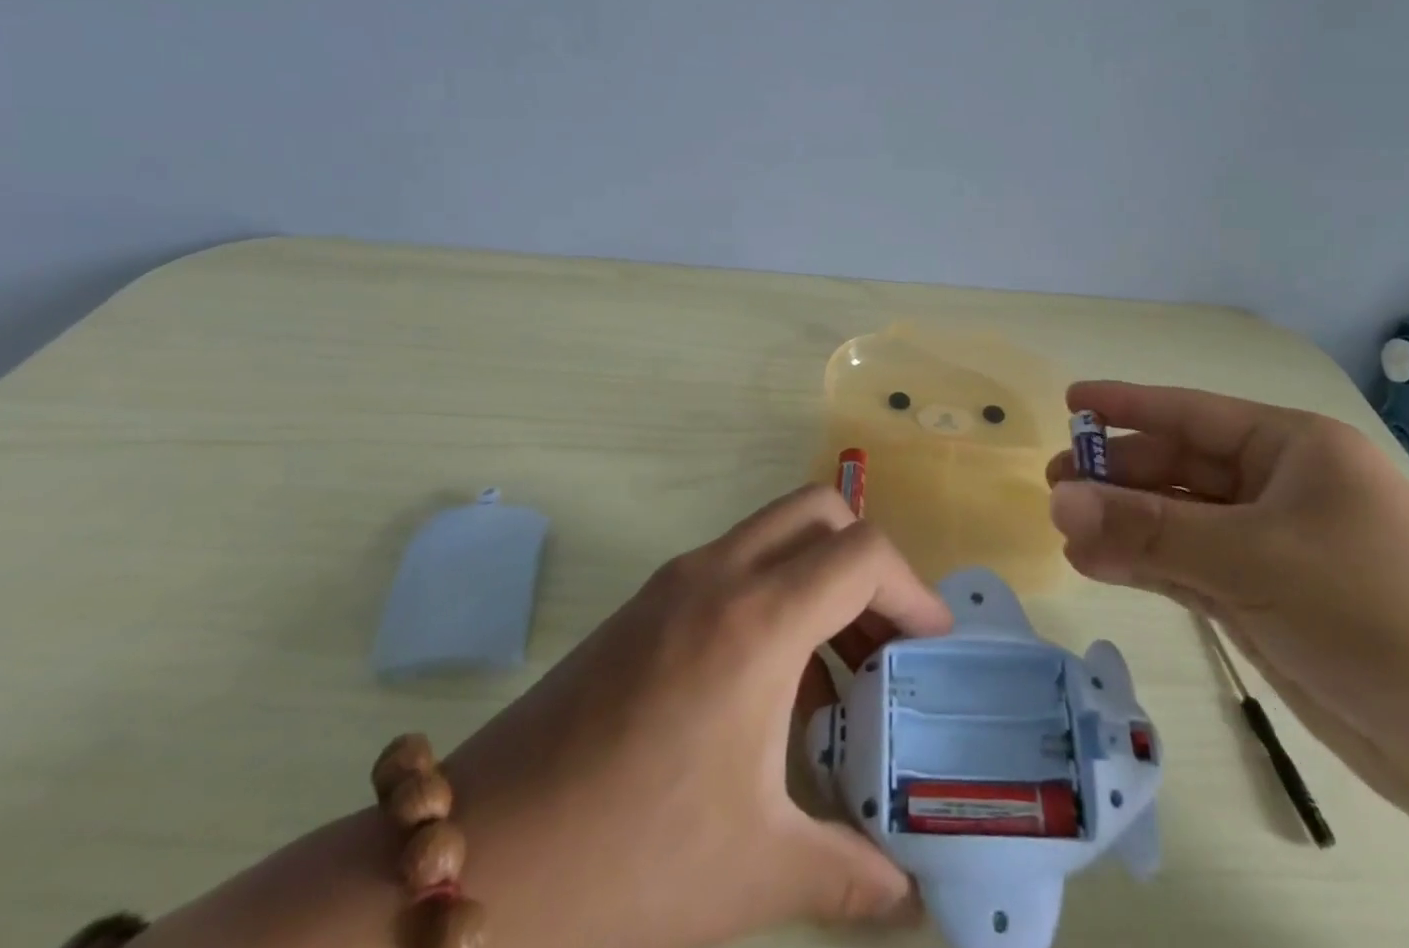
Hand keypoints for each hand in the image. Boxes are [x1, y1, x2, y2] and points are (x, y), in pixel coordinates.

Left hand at [448, 485, 953, 947]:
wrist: (478, 860)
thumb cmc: (629, 862)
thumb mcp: (755, 871)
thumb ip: (850, 873)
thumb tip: (909, 896)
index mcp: (756, 621)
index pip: (861, 554)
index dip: (911, 590)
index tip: (930, 647)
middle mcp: (719, 575)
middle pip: (820, 513)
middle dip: (867, 563)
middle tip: (884, 640)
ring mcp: (676, 581)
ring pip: (775, 533)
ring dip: (819, 578)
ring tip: (836, 672)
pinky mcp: (647, 603)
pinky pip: (736, 565)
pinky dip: (775, 595)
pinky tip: (769, 689)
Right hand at [1045, 381, 1408, 814]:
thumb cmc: (1373, 612)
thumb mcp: (1252, 559)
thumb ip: (1148, 531)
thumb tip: (1059, 504)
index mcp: (1293, 449)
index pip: (1191, 413)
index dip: (1127, 405)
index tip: (1070, 402)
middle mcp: (1279, 488)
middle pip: (1179, 468)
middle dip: (1117, 477)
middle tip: (1054, 488)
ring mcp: (1272, 547)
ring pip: (1178, 521)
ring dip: (1124, 525)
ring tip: (1064, 531)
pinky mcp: (1265, 600)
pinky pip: (1189, 568)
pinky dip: (1145, 566)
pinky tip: (1098, 566)